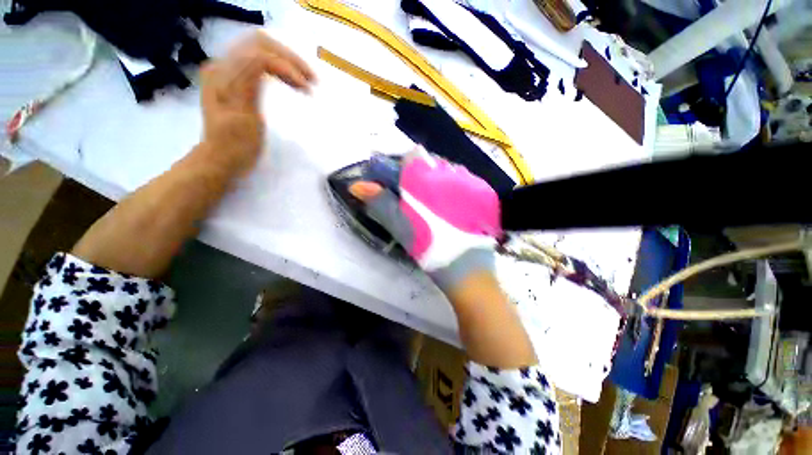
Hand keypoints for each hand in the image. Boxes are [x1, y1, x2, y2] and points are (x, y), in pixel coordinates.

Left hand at [199, 30, 315, 175]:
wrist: (219, 160)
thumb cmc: (235, 145)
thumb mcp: (244, 116)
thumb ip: (250, 83)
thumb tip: (266, 59)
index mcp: (224, 74)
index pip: (260, 54)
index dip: (287, 67)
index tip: (307, 89)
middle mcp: (224, 65)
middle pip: (260, 43)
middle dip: (289, 58)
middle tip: (311, 80)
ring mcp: (229, 72)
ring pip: (261, 50)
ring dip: (286, 61)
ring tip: (305, 82)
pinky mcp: (235, 82)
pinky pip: (259, 63)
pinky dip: (279, 70)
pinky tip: (291, 83)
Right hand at [350, 149, 501, 290]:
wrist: (468, 268)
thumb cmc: (429, 247)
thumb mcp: (400, 225)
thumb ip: (380, 202)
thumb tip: (357, 186)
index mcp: (425, 177)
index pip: (406, 159)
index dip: (395, 169)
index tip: (389, 182)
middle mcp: (449, 171)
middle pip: (427, 162)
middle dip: (415, 175)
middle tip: (412, 196)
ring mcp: (470, 180)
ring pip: (446, 169)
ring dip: (435, 179)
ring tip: (432, 201)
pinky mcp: (484, 191)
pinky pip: (464, 179)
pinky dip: (454, 187)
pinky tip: (452, 205)